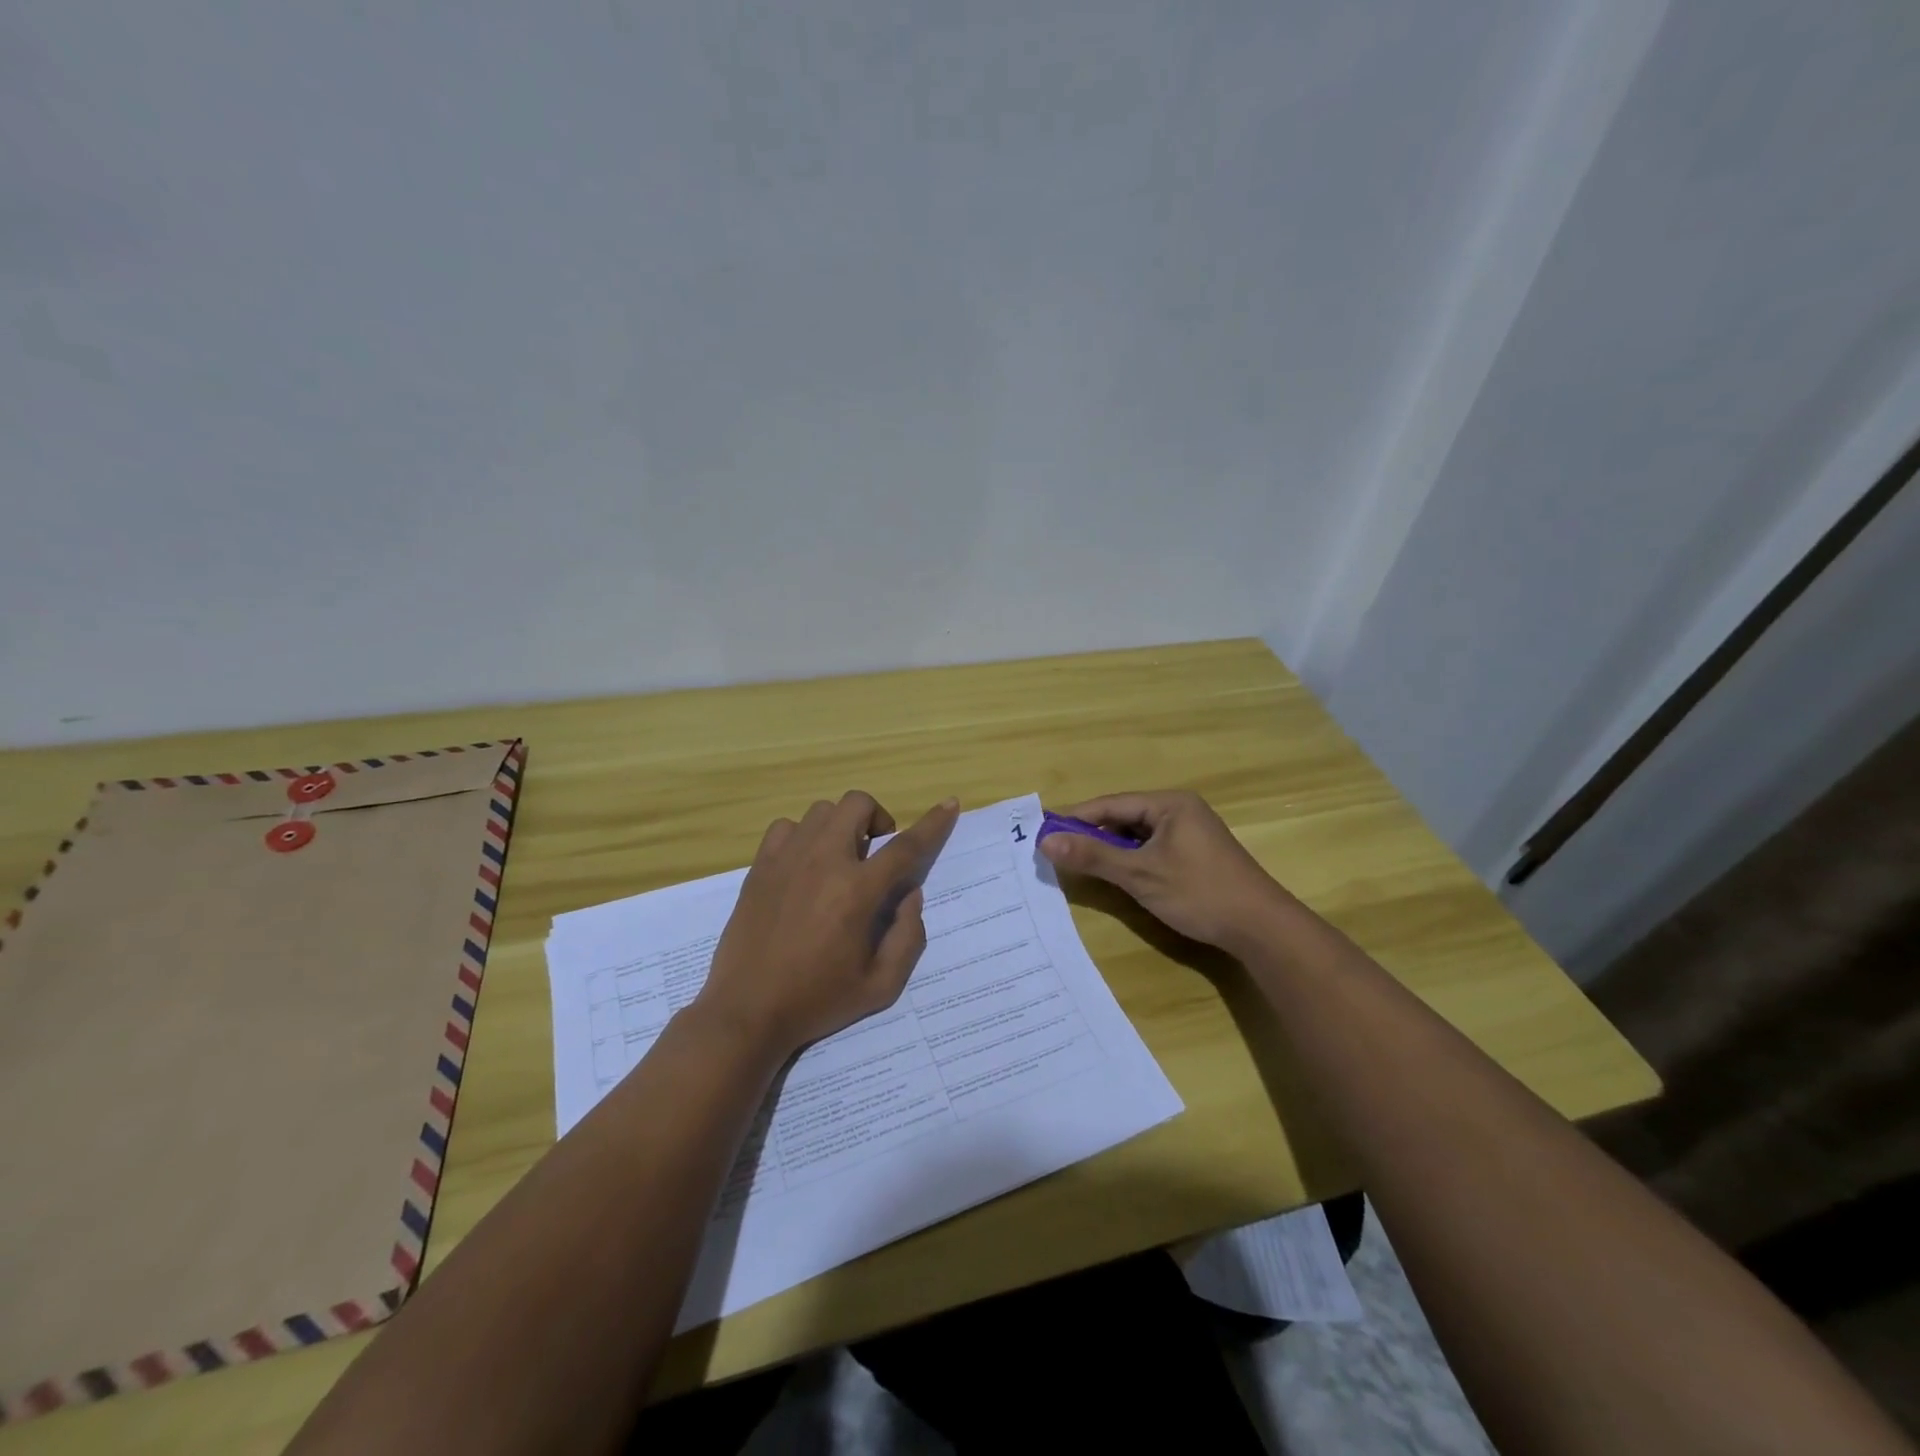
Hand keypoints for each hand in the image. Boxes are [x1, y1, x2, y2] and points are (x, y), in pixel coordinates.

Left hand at [695, 791, 959, 1059]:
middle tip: (876, 850)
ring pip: (822, 811)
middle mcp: (824, 862)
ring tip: (839, 859)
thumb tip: (910, 894)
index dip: (933, 823)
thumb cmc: (818, 1000)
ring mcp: (787, 859)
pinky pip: (787, 827)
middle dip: (877, 817)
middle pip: (857, 804)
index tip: (950, 804)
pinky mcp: (760, 866)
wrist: (747, 1011)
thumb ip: (908, 936)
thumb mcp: (881, 985)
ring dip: (841, 826)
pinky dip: (804, 835)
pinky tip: (804, 864)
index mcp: (857, 891)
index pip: (906, 846)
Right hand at [1039, 790, 1287, 952]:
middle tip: (1059, 853)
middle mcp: (1180, 810)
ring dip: (1111, 850)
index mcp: (1169, 804)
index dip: (1076, 818)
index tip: (1044, 833)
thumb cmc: (1198, 893)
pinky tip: (1118, 876)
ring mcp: (1190, 833)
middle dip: (1092, 835)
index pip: (1111, 804)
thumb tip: (1045, 841)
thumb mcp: (1139, 874)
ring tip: (1081, 866)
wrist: (1261, 927)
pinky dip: (1132, 860)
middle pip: (1124, 818)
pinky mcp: (1196, 855)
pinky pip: (1153, 849)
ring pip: (1138, 836)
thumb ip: (1092, 855)